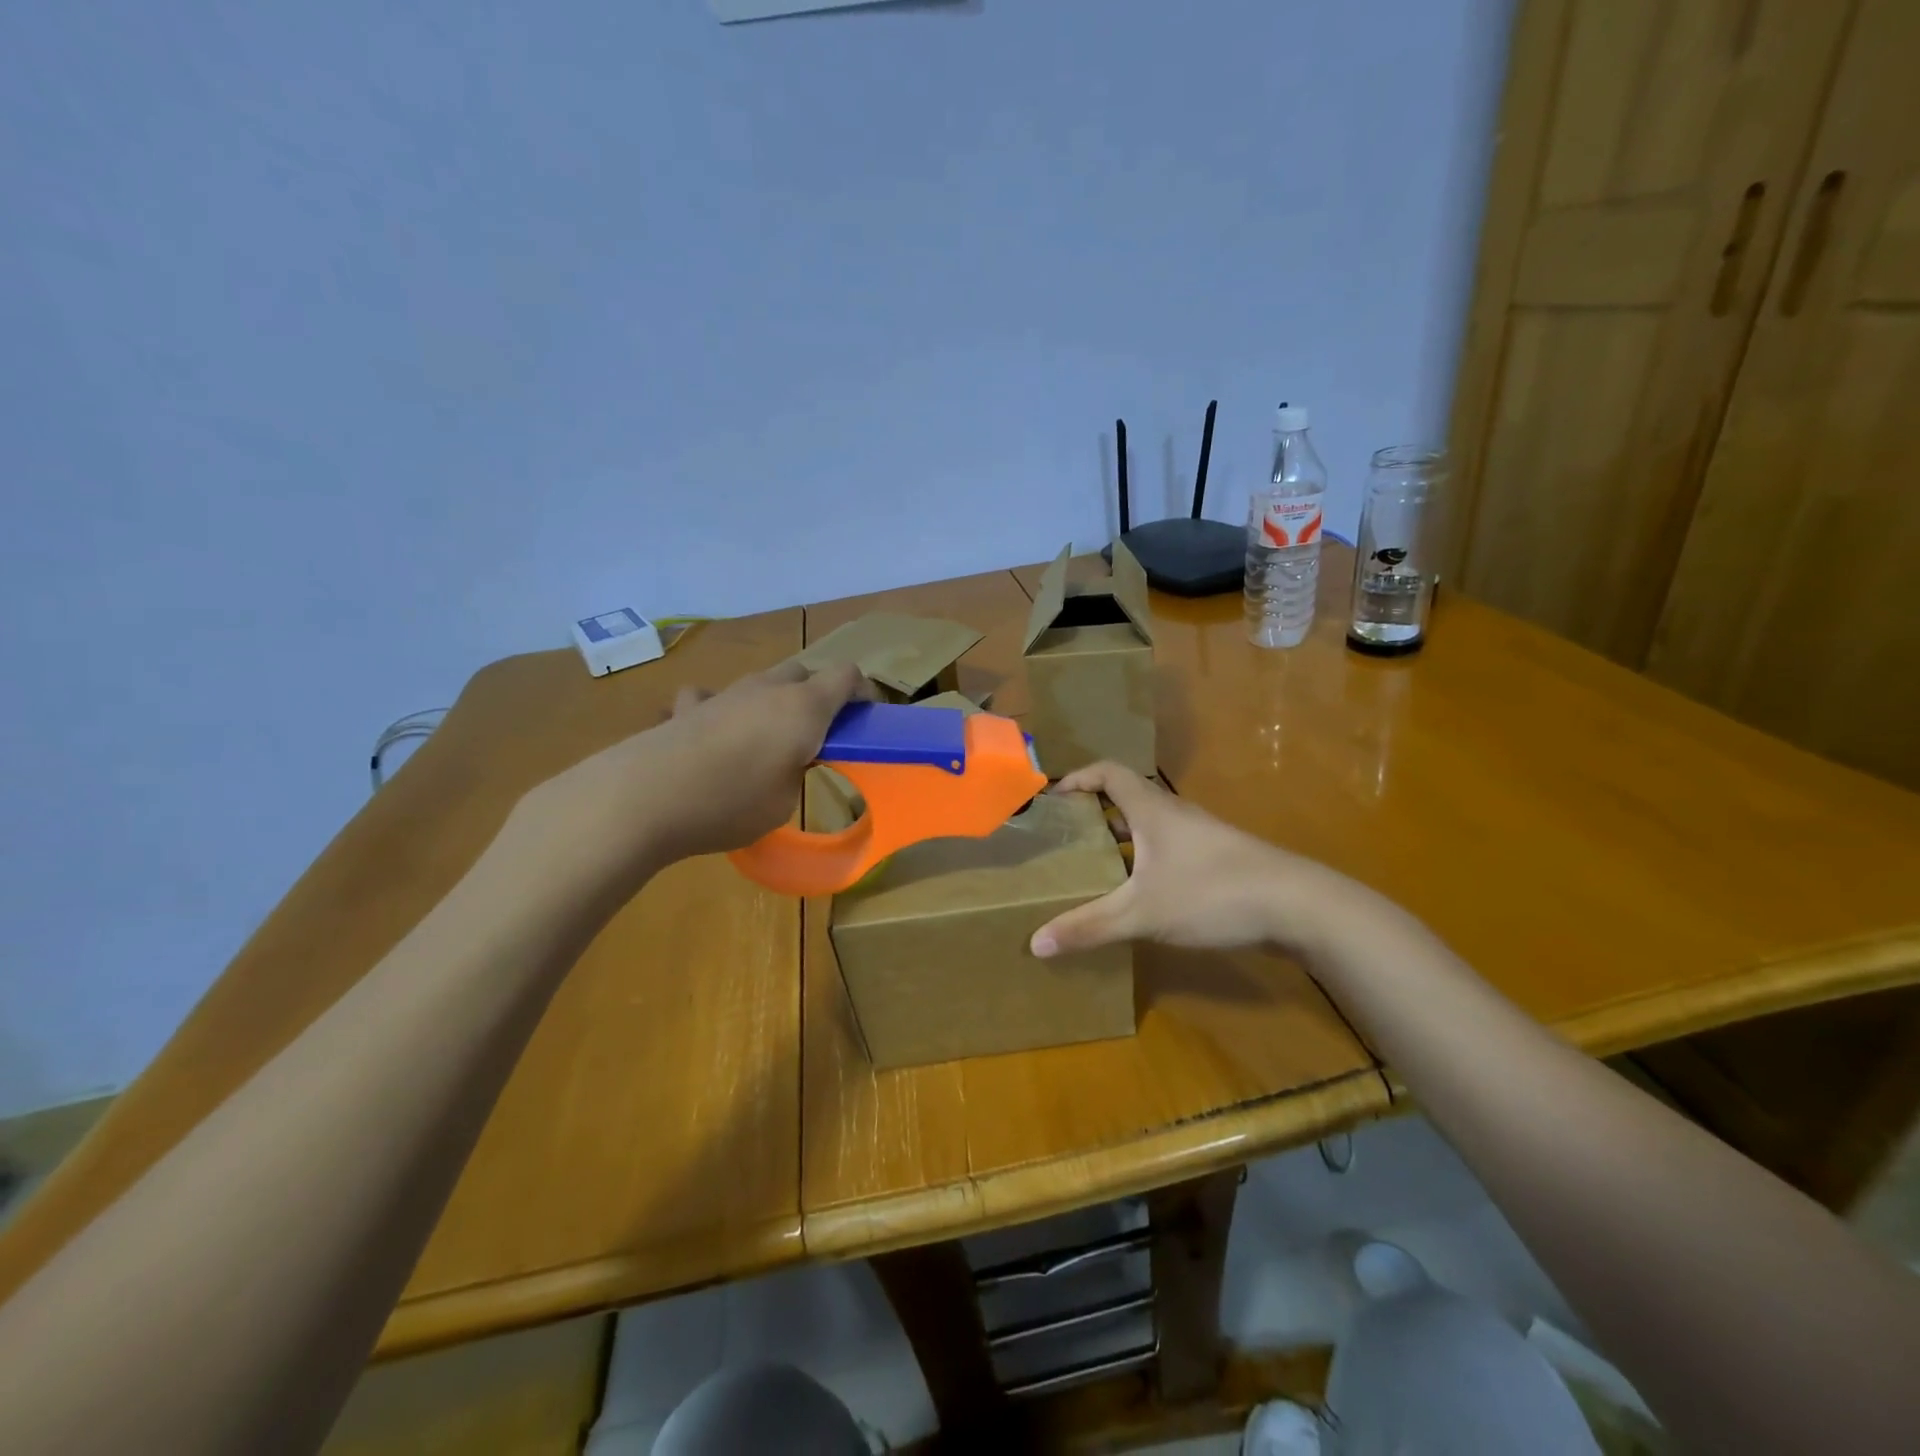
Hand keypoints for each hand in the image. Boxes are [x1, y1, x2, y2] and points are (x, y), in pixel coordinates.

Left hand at [509, 660, 869, 898]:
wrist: (645, 796)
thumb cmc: (731, 802)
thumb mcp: (785, 801)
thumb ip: (796, 772)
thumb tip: (786, 761)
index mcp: (804, 708)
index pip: (847, 676)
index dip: (862, 692)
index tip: (864, 719)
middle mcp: (767, 689)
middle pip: (804, 672)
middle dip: (817, 696)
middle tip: (816, 735)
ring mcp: (725, 693)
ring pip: (761, 681)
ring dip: (772, 702)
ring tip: (764, 740)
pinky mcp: (688, 707)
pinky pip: (712, 697)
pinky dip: (720, 710)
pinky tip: (711, 734)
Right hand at [1029, 761, 1344, 959]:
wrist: (1298, 906)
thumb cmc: (1212, 893)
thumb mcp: (1142, 913)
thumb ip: (1089, 927)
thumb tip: (1036, 944)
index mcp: (1152, 810)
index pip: (1107, 772)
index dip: (1077, 778)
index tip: (1051, 800)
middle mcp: (1175, 814)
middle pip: (1126, 799)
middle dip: (1092, 814)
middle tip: (1063, 839)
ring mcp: (1200, 837)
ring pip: (1149, 828)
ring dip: (1120, 840)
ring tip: (1092, 868)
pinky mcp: (1218, 861)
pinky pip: (1168, 850)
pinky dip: (1144, 862)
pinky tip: (1138, 895)